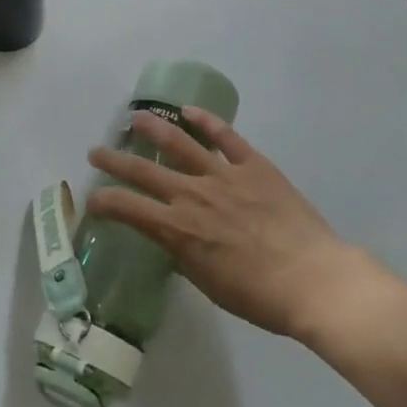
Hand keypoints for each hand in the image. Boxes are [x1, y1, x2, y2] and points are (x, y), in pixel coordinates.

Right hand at [86, 108, 376, 341]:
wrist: (313, 280)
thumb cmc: (259, 296)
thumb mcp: (207, 282)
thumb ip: (184, 253)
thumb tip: (173, 237)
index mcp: (178, 229)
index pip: (127, 208)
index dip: (103, 201)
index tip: (92, 199)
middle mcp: (193, 195)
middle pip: (143, 170)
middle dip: (114, 160)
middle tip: (96, 152)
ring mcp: (223, 175)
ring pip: (179, 142)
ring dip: (153, 128)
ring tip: (136, 118)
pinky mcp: (253, 165)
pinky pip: (225, 136)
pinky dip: (206, 120)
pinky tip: (189, 111)